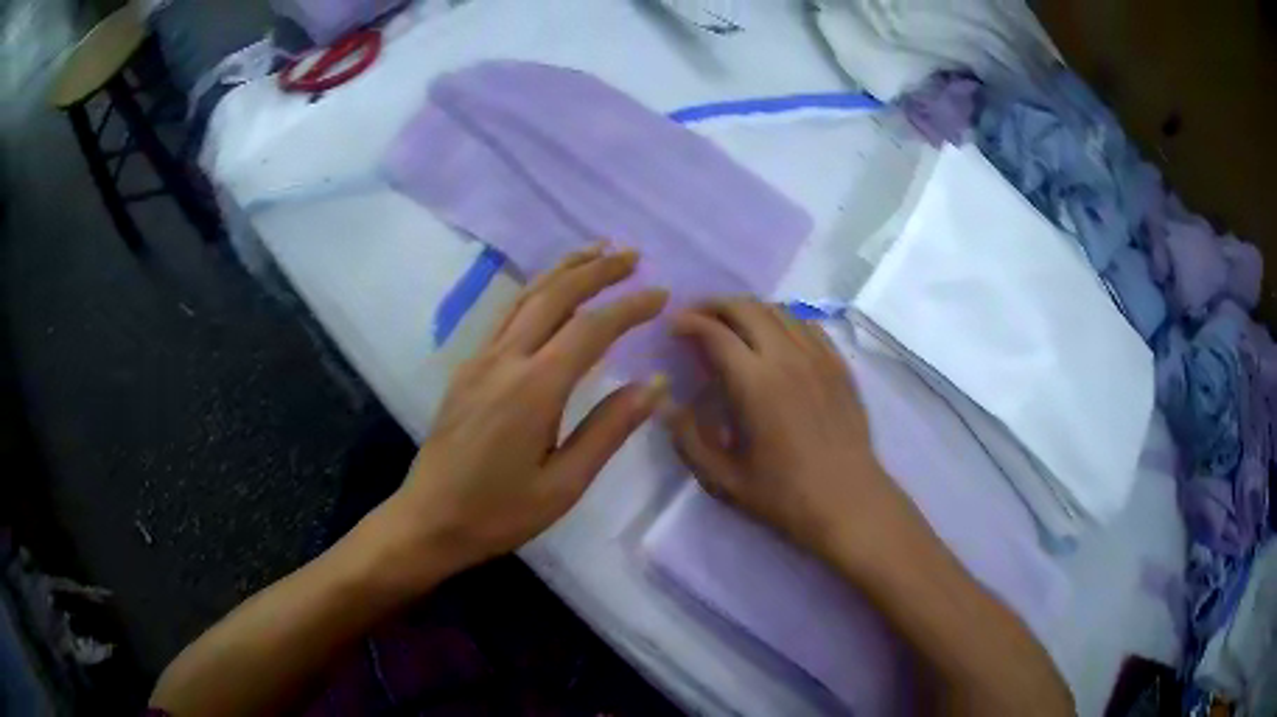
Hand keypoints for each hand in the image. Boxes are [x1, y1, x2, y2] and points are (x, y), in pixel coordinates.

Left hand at [381, 245, 669, 586]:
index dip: (629, 307)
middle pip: (554, 295)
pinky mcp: (466, 368)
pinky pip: (507, 314)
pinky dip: (537, 291)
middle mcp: (504, 360)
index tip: (661, 294)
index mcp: (533, 389)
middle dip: (596, 269)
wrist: (428, 519)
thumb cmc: (499, 512)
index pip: (590, 330)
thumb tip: (654, 383)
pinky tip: (551, 292)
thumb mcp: (564, 484)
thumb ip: (609, 429)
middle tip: (632, 254)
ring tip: (597, 252)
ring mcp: (479, 359)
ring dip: (564, 270)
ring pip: (525, 296)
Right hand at [666, 298, 922, 570]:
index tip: (671, 328)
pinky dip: (781, 319)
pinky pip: (806, 323)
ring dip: (747, 310)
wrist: (848, 501)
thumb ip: (687, 438)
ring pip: (778, 310)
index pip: (715, 332)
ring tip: (730, 325)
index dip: (688, 322)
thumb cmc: (784, 495)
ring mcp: (818, 356)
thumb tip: (663, 403)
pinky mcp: (838, 363)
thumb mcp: (723, 479)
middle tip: (695, 319)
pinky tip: (773, 337)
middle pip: (746, 308)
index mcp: (755, 384)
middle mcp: (787, 357)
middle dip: (714, 305)